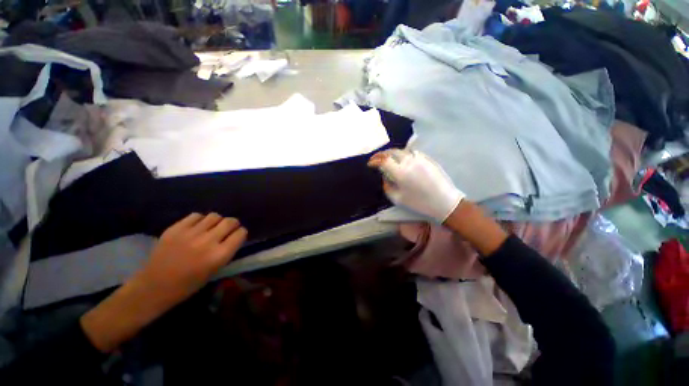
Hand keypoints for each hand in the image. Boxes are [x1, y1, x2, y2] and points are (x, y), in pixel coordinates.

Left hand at [81, 213, 246, 352]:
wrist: (154, 286)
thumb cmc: (188, 284)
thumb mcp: (215, 270)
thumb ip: (226, 251)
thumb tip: (234, 236)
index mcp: (219, 255)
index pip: (241, 233)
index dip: (241, 233)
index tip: (237, 236)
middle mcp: (208, 241)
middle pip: (230, 221)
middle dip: (232, 224)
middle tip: (227, 230)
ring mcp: (190, 233)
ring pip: (214, 216)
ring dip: (217, 221)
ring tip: (211, 228)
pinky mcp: (176, 228)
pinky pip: (196, 215)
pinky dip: (200, 220)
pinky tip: (196, 227)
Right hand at [368, 149, 464, 222]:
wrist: (444, 201)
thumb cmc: (419, 203)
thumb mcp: (397, 198)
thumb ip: (387, 185)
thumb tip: (384, 176)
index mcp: (400, 172)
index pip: (383, 160)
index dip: (374, 161)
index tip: (370, 164)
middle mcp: (408, 161)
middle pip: (391, 152)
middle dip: (381, 154)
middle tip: (376, 159)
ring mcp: (419, 158)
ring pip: (401, 150)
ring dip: (391, 153)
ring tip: (387, 159)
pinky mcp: (427, 158)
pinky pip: (410, 152)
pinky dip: (402, 154)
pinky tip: (401, 160)